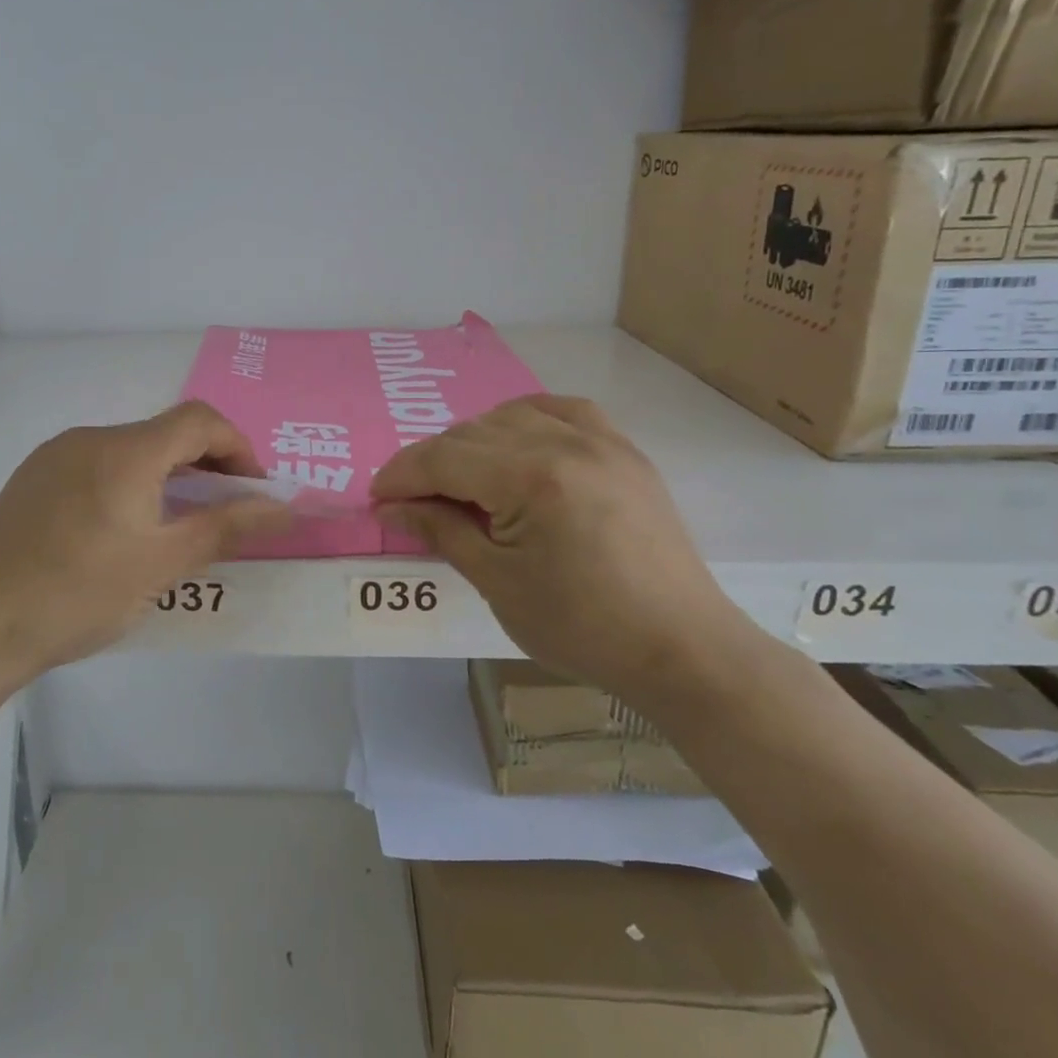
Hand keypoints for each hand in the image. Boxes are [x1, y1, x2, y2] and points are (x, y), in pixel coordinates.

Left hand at [0, 401, 290, 681]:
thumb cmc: (80, 595)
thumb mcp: (163, 564)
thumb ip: (226, 526)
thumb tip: (283, 507)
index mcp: (125, 452)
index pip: (199, 420)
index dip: (237, 446)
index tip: (252, 489)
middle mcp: (90, 438)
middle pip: (165, 433)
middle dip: (205, 464)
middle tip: (222, 512)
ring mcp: (55, 455)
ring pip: (130, 449)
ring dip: (166, 475)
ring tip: (174, 525)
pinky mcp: (33, 477)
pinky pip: (97, 463)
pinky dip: (128, 482)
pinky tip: (120, 529)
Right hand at [371, 396, 737, 700]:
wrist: (680, 647)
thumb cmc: (581, 626)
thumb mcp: (497, 582)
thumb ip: (441, 530)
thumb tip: (391, 507)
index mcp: (531, 478)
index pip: (443, 459)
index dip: (401, 475)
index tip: (376, 498)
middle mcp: (565, 441)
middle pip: (471, 433)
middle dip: (430, 463)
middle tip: (411, 501)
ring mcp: (600, 439)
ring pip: (510, 416)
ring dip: (472, 441)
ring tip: (459, 480)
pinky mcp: (623, 449)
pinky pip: (561, 410)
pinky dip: (524, 420)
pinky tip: (514, 443)